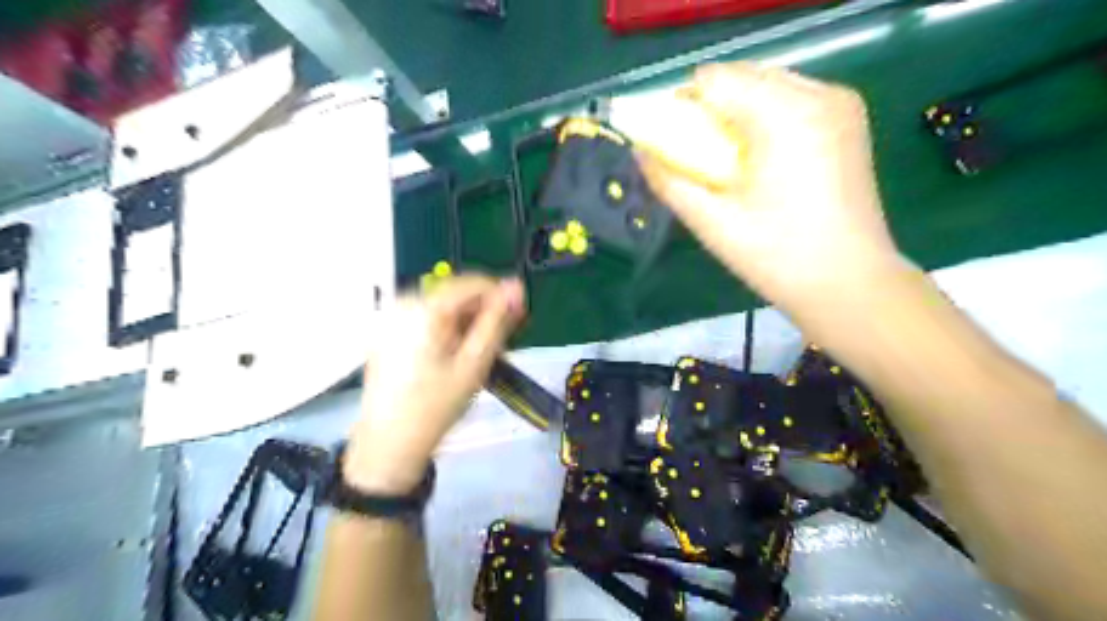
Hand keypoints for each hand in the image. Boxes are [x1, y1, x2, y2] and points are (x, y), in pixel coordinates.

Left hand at [346, 277, 524, 493]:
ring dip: (467, 322)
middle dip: (483, 313)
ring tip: (480, 352)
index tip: (520, 319)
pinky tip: (456, 353)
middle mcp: (402, 302)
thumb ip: (497, 321)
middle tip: (503, 341)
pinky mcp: (386, 330)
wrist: (389, 444)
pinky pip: (426, 318)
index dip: (501, 297)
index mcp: (423, 308)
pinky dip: (447, 329)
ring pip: (442, 306)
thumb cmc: (436, 405)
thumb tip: (516, 286)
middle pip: (455, 294)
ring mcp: (391, 316)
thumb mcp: (475, 363)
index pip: (473, 283)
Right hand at [640, 60, 908, 316]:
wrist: (849, 283)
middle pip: (743, 75)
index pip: (715, 79)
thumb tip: (640, 153)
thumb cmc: (777, 256)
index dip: (684, 105)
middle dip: (712, 107)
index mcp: (784, 115)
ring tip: (734, 160)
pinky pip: (793, 98)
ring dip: (739, 111)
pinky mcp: (850, 120)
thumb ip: (670, 182)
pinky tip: (765, 159)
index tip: (677, 142)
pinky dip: (767, 116)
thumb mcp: (713, 222)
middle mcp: (818, 94)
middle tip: (703, 156)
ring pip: (769, 83)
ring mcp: (840, 104)